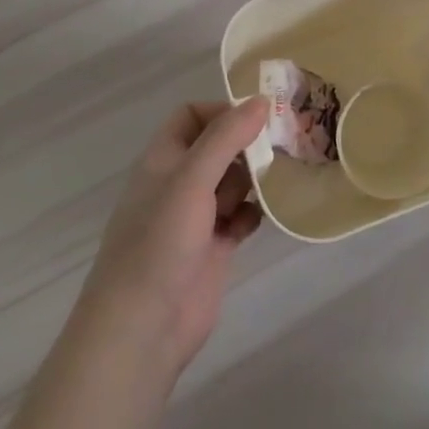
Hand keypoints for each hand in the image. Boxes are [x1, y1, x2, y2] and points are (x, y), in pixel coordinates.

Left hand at [85, 98, 268, 375]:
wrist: (142, 328)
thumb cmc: (159, 244)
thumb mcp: (191, 180)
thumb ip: (226, 138)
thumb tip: (261, 100)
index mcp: (163, 160)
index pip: (192, 115)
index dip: (223, 110)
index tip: (259, 117)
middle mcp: (179, 183)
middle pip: (219, 146)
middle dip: (249, 143)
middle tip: (286, 142)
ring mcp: (197, 216)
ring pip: (235, 180)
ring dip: (257, 177)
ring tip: (282, 176)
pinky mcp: (215, 245)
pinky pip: (243, 215)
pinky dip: (255, 212)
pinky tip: (265, 216)